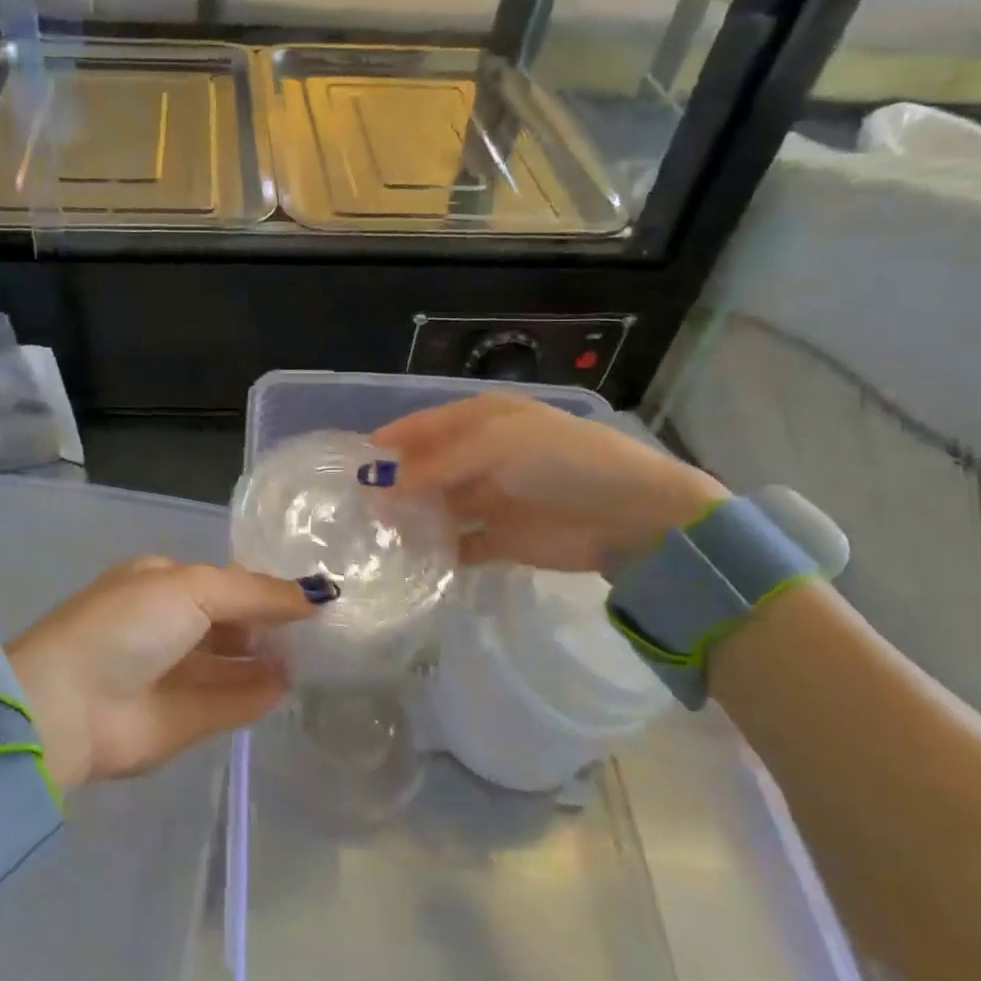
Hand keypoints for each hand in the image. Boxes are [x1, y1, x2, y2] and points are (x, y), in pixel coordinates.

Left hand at [7, 558, 320, 788]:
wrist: (68, 704)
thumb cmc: (129, 625)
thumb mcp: (193, 588)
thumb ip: (255, 593)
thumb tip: (315, 595)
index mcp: (162, 583)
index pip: (225, 581)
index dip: (265, 587)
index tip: (311, 595)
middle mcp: (169, 626)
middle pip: (232, 622)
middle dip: (270, 624)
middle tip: (322, 629)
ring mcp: (175, 675)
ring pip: (234, 664)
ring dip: (270, 659)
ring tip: (316, 656)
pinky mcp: (183, 722)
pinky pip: (230, 703)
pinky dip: (258, 694)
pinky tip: (290, 685)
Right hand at [370, 394, 727, 573]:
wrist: (632, 516)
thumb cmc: (563, 462)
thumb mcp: (497, 445)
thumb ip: (437, 463)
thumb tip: (382, 486)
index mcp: (481, 421)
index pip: (421, 427)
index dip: (387, 443)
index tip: (348, 466)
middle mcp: (481, 456)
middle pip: (425, 468)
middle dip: (393, 483)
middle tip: (352, 507)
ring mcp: (490, 498)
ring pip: (437, 506)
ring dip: (410, 517)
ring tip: (370, 535)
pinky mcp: (501, 539)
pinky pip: (459, 543)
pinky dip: (437, 550)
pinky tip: (409, 559)